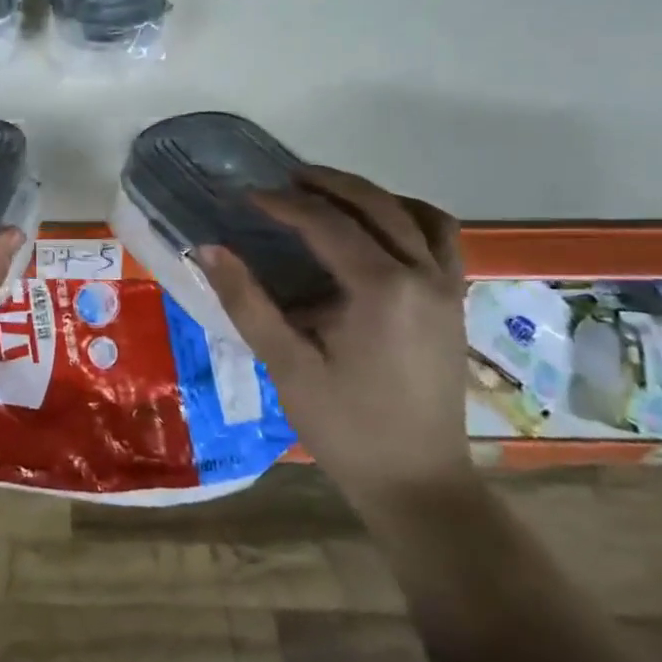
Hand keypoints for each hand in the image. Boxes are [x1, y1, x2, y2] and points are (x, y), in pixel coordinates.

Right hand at [197, 166, 469, 513]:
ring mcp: (447, 288)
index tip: (246, 197)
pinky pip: (440, 240)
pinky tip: (379, 232)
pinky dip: (408, 219)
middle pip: (376, 206)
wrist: (417, 482)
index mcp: (382, 289)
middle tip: (284, 180)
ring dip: (372, 196)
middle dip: (328, 184)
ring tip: (330, 197)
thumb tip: (208, 249)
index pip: (327, 225)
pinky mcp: (453, 304)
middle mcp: (423, 275)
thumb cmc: (346, 426)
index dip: (283, 204)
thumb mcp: (286, 365)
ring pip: (417, 215)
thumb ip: (247, 301)